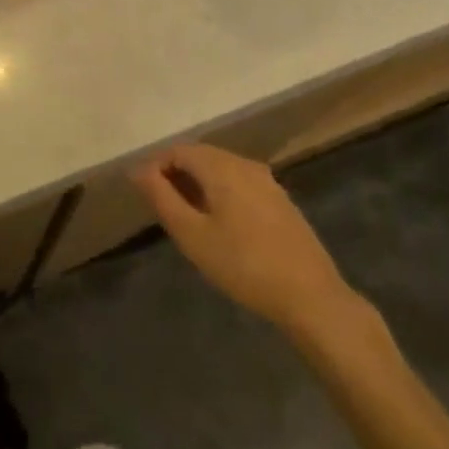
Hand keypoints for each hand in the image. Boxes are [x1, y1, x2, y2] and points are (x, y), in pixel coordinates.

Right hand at [132, 144, 361, 342]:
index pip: (178, 150)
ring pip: (222, 169)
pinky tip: (221, 224)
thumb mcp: (191, 234)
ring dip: (199, 184)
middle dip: (177, 174)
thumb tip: (138, 170)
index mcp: (222, 167)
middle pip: (201, 155)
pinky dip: (221, 193)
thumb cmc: (243, 265)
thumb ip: (161, 197)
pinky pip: (240, 183)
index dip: (156, 167)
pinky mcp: (281, 201)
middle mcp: (245, 164)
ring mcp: (268, 182)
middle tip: (162, 207)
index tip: (145, 195)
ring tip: (188, 217)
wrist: (311, 297)